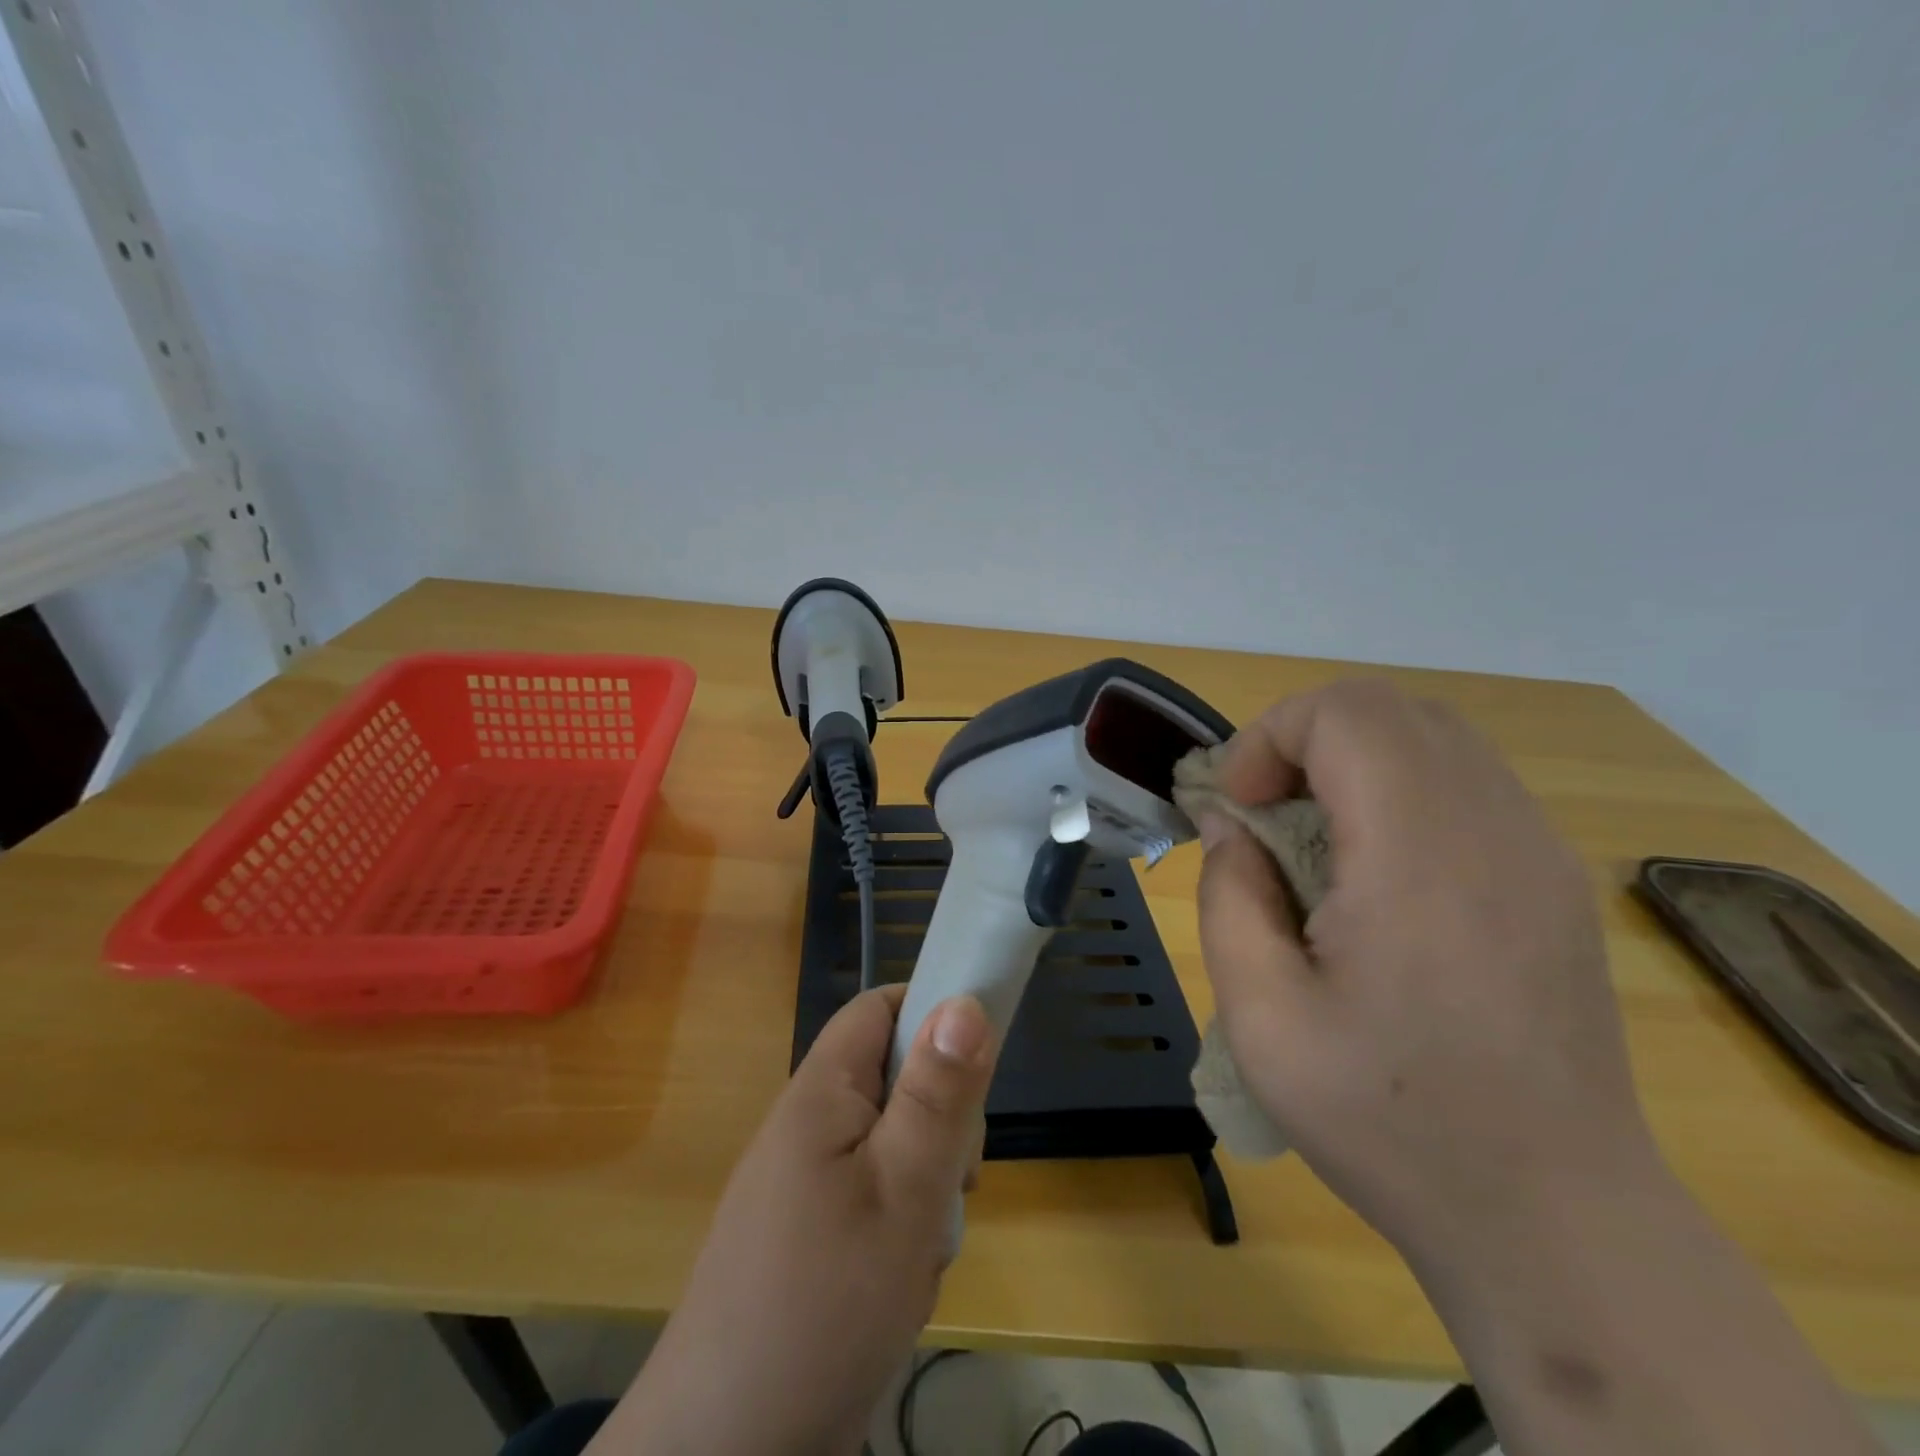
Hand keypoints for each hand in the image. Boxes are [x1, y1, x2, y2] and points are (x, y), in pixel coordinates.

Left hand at [594, 985, 996, 1455]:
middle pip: (896, 1081)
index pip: (880, 1008)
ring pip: (895, 1148)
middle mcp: (809, 1125)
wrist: (725, 1453)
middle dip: (939, 1125)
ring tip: (918, 1252)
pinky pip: (876, 1200)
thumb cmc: (825, 1301)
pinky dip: (901, 1232)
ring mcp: (807, 1184)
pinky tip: (898, 1286)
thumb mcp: (903, 1188)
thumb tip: (965, 1000)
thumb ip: (938, 1093)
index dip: (931, 1015)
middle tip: (950, 1184)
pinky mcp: (811, 1236)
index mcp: (821, 1091)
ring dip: (925, 1191)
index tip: (976, 1068)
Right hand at [1194, 680, 1661, 1263]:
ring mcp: (1539, 851)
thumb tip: (1232, 827)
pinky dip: (1397, 787)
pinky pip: (1465, 781)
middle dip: (1302, 738)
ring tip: (1310, 836)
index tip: (1238, 805)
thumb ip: (1229, 898)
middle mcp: (1495, 832)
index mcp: (1419, 860)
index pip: (1347, 715)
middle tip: (1263, 812)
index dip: (1270, 737)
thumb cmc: (1390, 1122)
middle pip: (1390, 709)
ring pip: (1431, 736)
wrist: (1555, 1218)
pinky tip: (1373, 869)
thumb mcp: (1263, 1018)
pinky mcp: (1553, 878)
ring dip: (1349, 759)